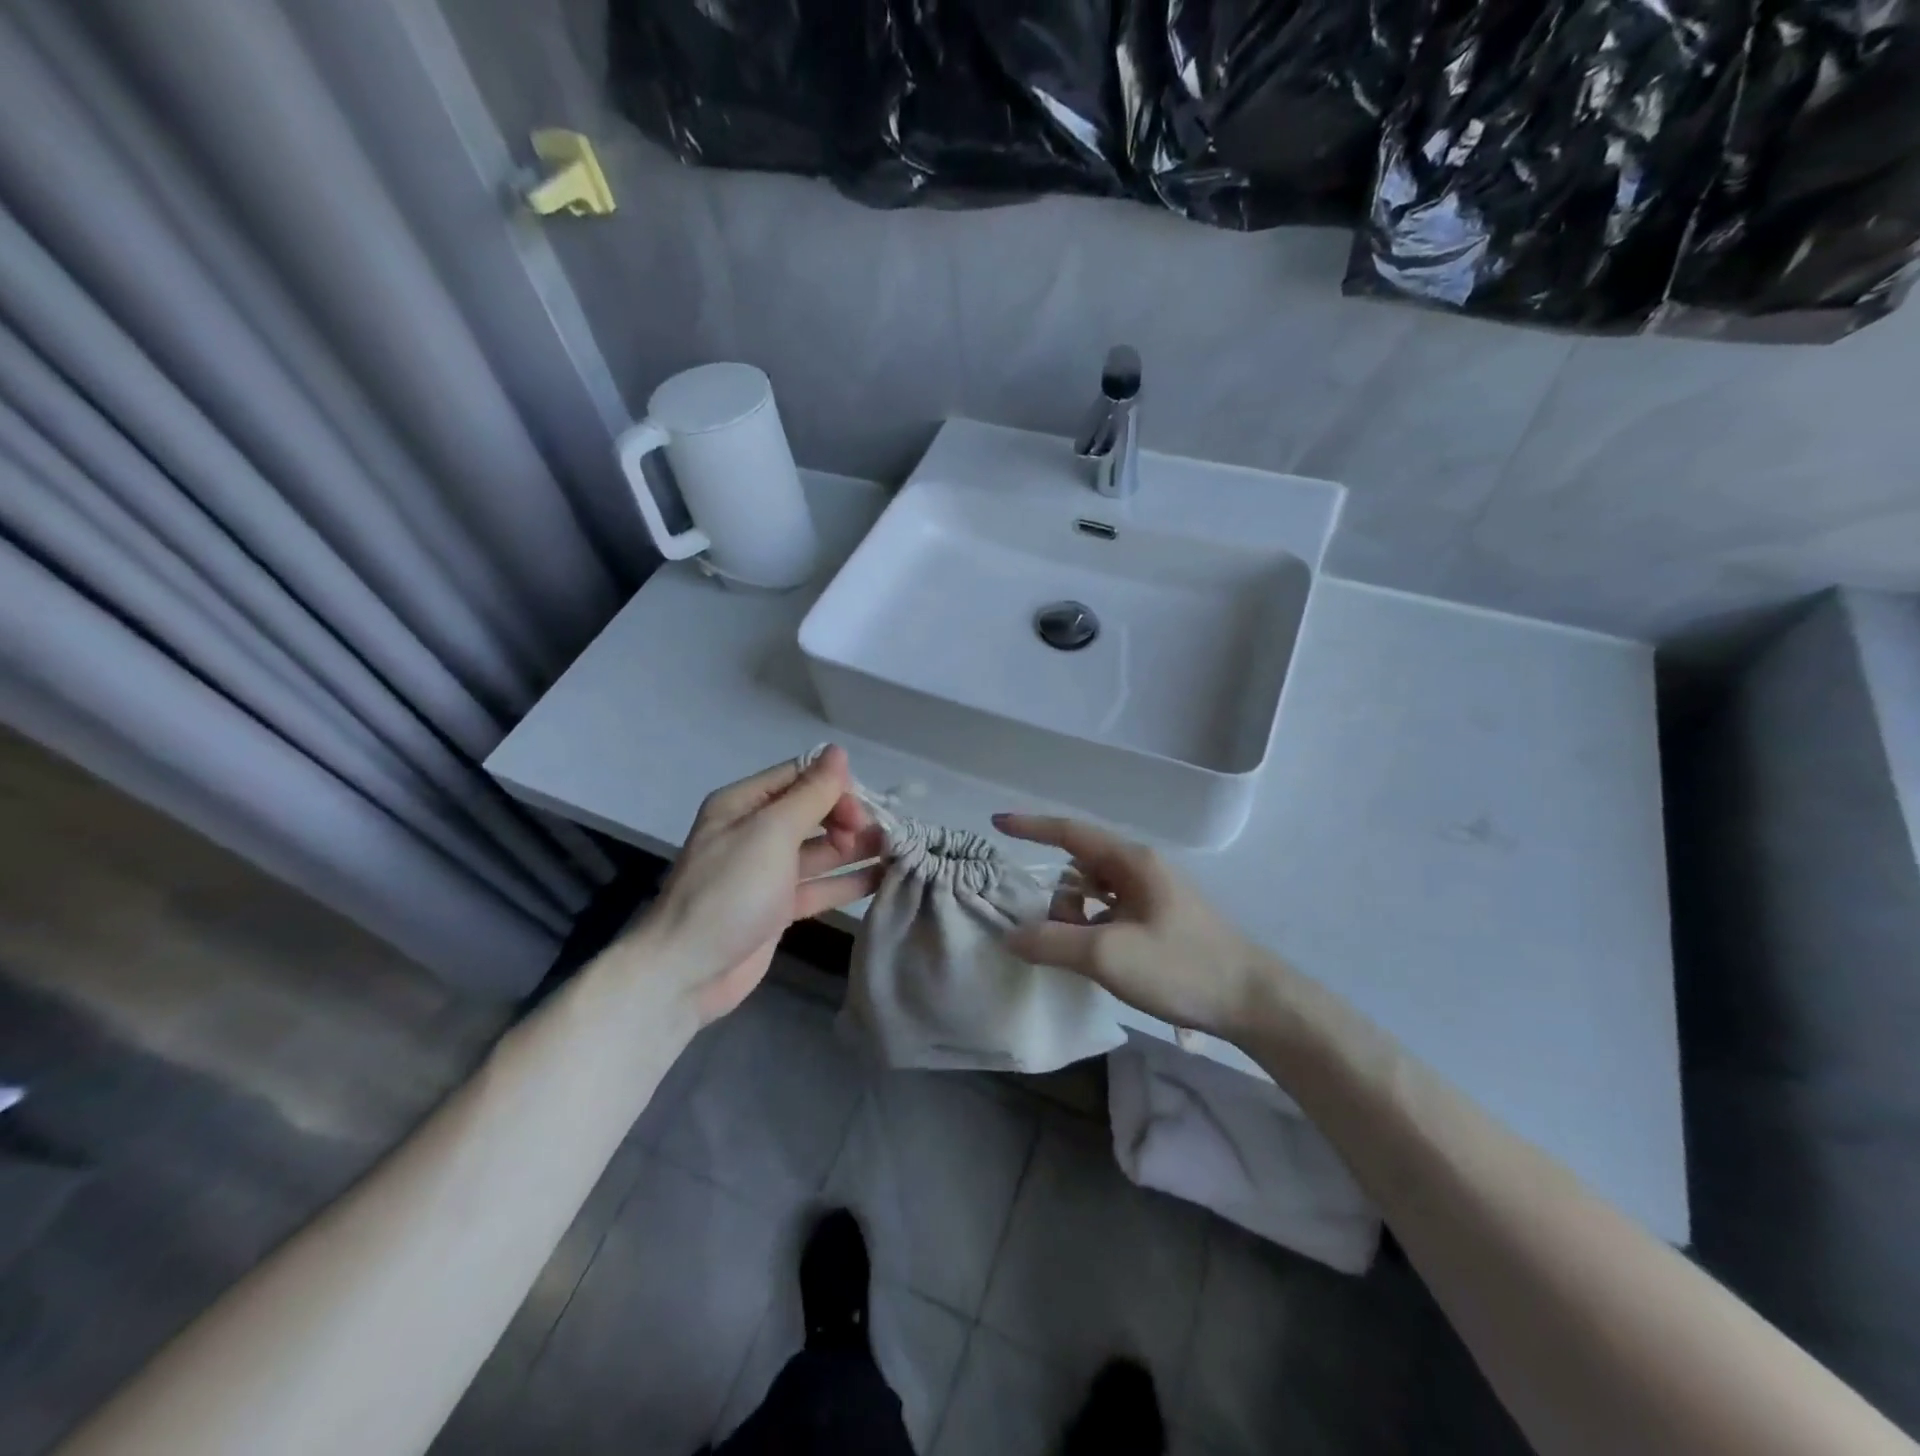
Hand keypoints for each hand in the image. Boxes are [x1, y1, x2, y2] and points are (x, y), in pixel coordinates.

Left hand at [644, 746, 884, 1022]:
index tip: (862, 809)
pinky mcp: (779, 907)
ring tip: (898, 852)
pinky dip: (849, 881)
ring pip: (821, 850)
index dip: (835, 786)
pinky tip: (883, 878)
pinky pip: (820, 885)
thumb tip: (838, 751)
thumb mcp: (771, 833)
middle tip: (878, 837)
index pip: (800, 776)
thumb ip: (810, 794)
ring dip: (856, 848)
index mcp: (744, 804)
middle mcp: (756, 831)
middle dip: (848, 818)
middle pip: (813, 811)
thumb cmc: (729, 891)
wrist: (686, 971)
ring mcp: (768, 871)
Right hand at [995, 813, 1275, 1038]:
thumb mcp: (1108, 956)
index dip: (1030, 826)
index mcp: (1131, 862)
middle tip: (1054, 937)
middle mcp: (1141, 869)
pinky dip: (1093, 928)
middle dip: (1058, 898)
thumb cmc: (1181, 967)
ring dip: (1077, 917)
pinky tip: (1097, 958)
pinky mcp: (1160, 919)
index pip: (1070, 832)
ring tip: (1080, 955)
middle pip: (1080, 867)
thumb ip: (1052, 943)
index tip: (996, 823)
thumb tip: (1011, 935)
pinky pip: (1111, 911)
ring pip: (1095, 893)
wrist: (1253, 1001)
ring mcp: (1153, 894)